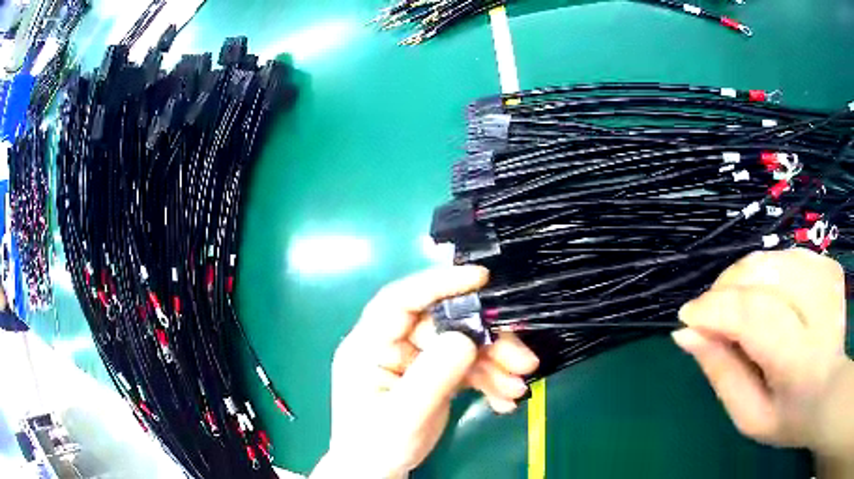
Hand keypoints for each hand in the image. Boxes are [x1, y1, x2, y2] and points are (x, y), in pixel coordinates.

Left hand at [311, 266, 538, 478]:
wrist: (378, 472)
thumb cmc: (376, 445)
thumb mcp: (403, 415)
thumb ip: (433, 376)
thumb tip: (466, 338)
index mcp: (369, 345)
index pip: (401, 300)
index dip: (439, 283)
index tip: (481, 279)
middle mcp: (392, 345)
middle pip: (445, 325)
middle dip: (487, 341)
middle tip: (523, 360)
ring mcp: (414, 360)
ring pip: (461, 346)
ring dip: (495, 364)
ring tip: (518, 387)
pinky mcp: (433, 375)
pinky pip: (466, 368)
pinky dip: (489, 380)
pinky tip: (505, 399)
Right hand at [673, 249, 853, 460]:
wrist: (829, 391)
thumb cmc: (789, 416)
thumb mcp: (749, 416)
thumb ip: (721, 373)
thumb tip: (686, 333)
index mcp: (801, 360)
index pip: (755, 316)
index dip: (715, 309)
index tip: (687, 317)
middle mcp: (819, 308)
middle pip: (763, 274)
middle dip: (726, 288)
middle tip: (710, 315)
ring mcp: (828, 278)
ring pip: (773, 257)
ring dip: (744, 278)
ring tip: (736, 307)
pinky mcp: (830, 265)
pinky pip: (787, 254)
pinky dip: (767, 271)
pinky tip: (767, 297)